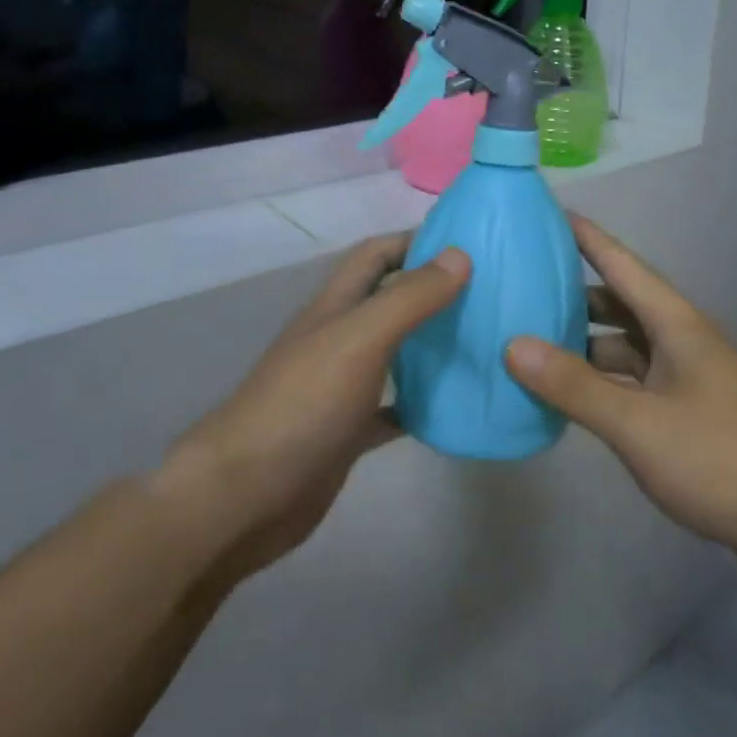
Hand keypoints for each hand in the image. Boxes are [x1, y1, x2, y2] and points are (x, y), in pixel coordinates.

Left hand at [154, 235, 468, 585]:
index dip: (415, 241)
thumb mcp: (360, 339)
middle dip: (432, 291)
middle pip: (388, 300)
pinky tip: (455, 408)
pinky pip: (394, 409)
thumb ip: (408, 298)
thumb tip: (459, 255)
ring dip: (431, 345)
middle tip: (489, 294)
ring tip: (484, 343)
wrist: (246, 495)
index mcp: (336, 306)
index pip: (376, 255)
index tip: (468, 243)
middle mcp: (338, 338)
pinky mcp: (347, 432)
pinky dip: (422, 404)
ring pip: (395, 353)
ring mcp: (341, 387)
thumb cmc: (303, 404)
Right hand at [504, 216, 736, 566]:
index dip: (588, 237)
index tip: (551, 213)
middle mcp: (683, 344)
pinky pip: (636, 388)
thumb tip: (513, 345)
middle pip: (622, 307)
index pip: (624, 265)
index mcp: (676, 325)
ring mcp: (690, 384)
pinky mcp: (693, 421)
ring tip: (534, 347)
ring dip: (587, 348)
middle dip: (576, 296)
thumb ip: (575, 386)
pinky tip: (574, 402)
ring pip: (628, 351)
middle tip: (523, 289)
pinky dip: (604, 387)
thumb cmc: (724, 458)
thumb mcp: (640, 423)